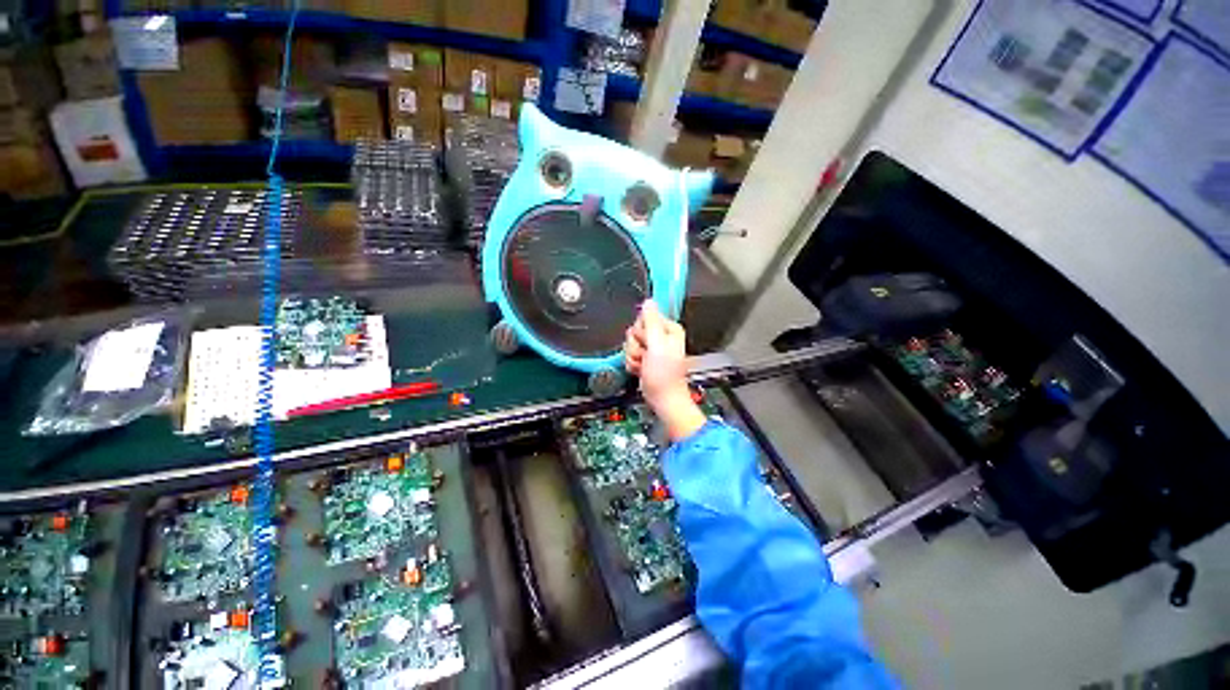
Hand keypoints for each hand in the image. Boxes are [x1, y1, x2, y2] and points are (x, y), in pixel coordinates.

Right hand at [625, 300, 706, 440]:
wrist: (662, 398)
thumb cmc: (664, 375)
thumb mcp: (657, 345)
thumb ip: (651, 321)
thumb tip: (649, 301)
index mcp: (668, 329)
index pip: (645, 317)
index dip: (642, 331)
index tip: (647, 342)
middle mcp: (661, 336)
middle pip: (635, 330)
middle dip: (636, 345)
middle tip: (646, 356)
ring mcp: (652, 348)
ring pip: (630, 343)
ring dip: (633, 356)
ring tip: (644, 366)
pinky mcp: (644, 358)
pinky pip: (629, 354)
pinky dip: (633, 363)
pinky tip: (641, 370)